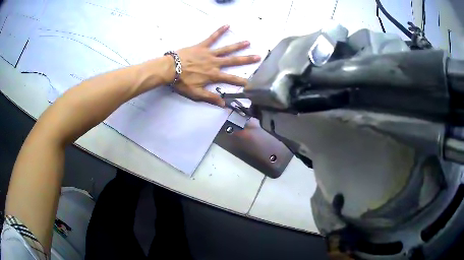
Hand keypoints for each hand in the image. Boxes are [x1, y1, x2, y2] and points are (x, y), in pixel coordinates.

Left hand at [174, 25, 260, 106]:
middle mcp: (214, 63)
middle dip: (246, 59)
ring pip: (226, 49)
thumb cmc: (182, 82)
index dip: (242, 81)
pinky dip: (219, 31)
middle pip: (233, 61)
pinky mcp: (202, 46)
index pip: (231, 79)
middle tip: (258, 57)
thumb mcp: (196, 93)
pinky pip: (212, 37)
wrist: (169, 69)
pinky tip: (227, 25)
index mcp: (213, 75)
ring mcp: (209, 53)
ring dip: (238, 45)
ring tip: (248, 42)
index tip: (252, 83)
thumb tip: (224, 104)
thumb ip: (210, 98)